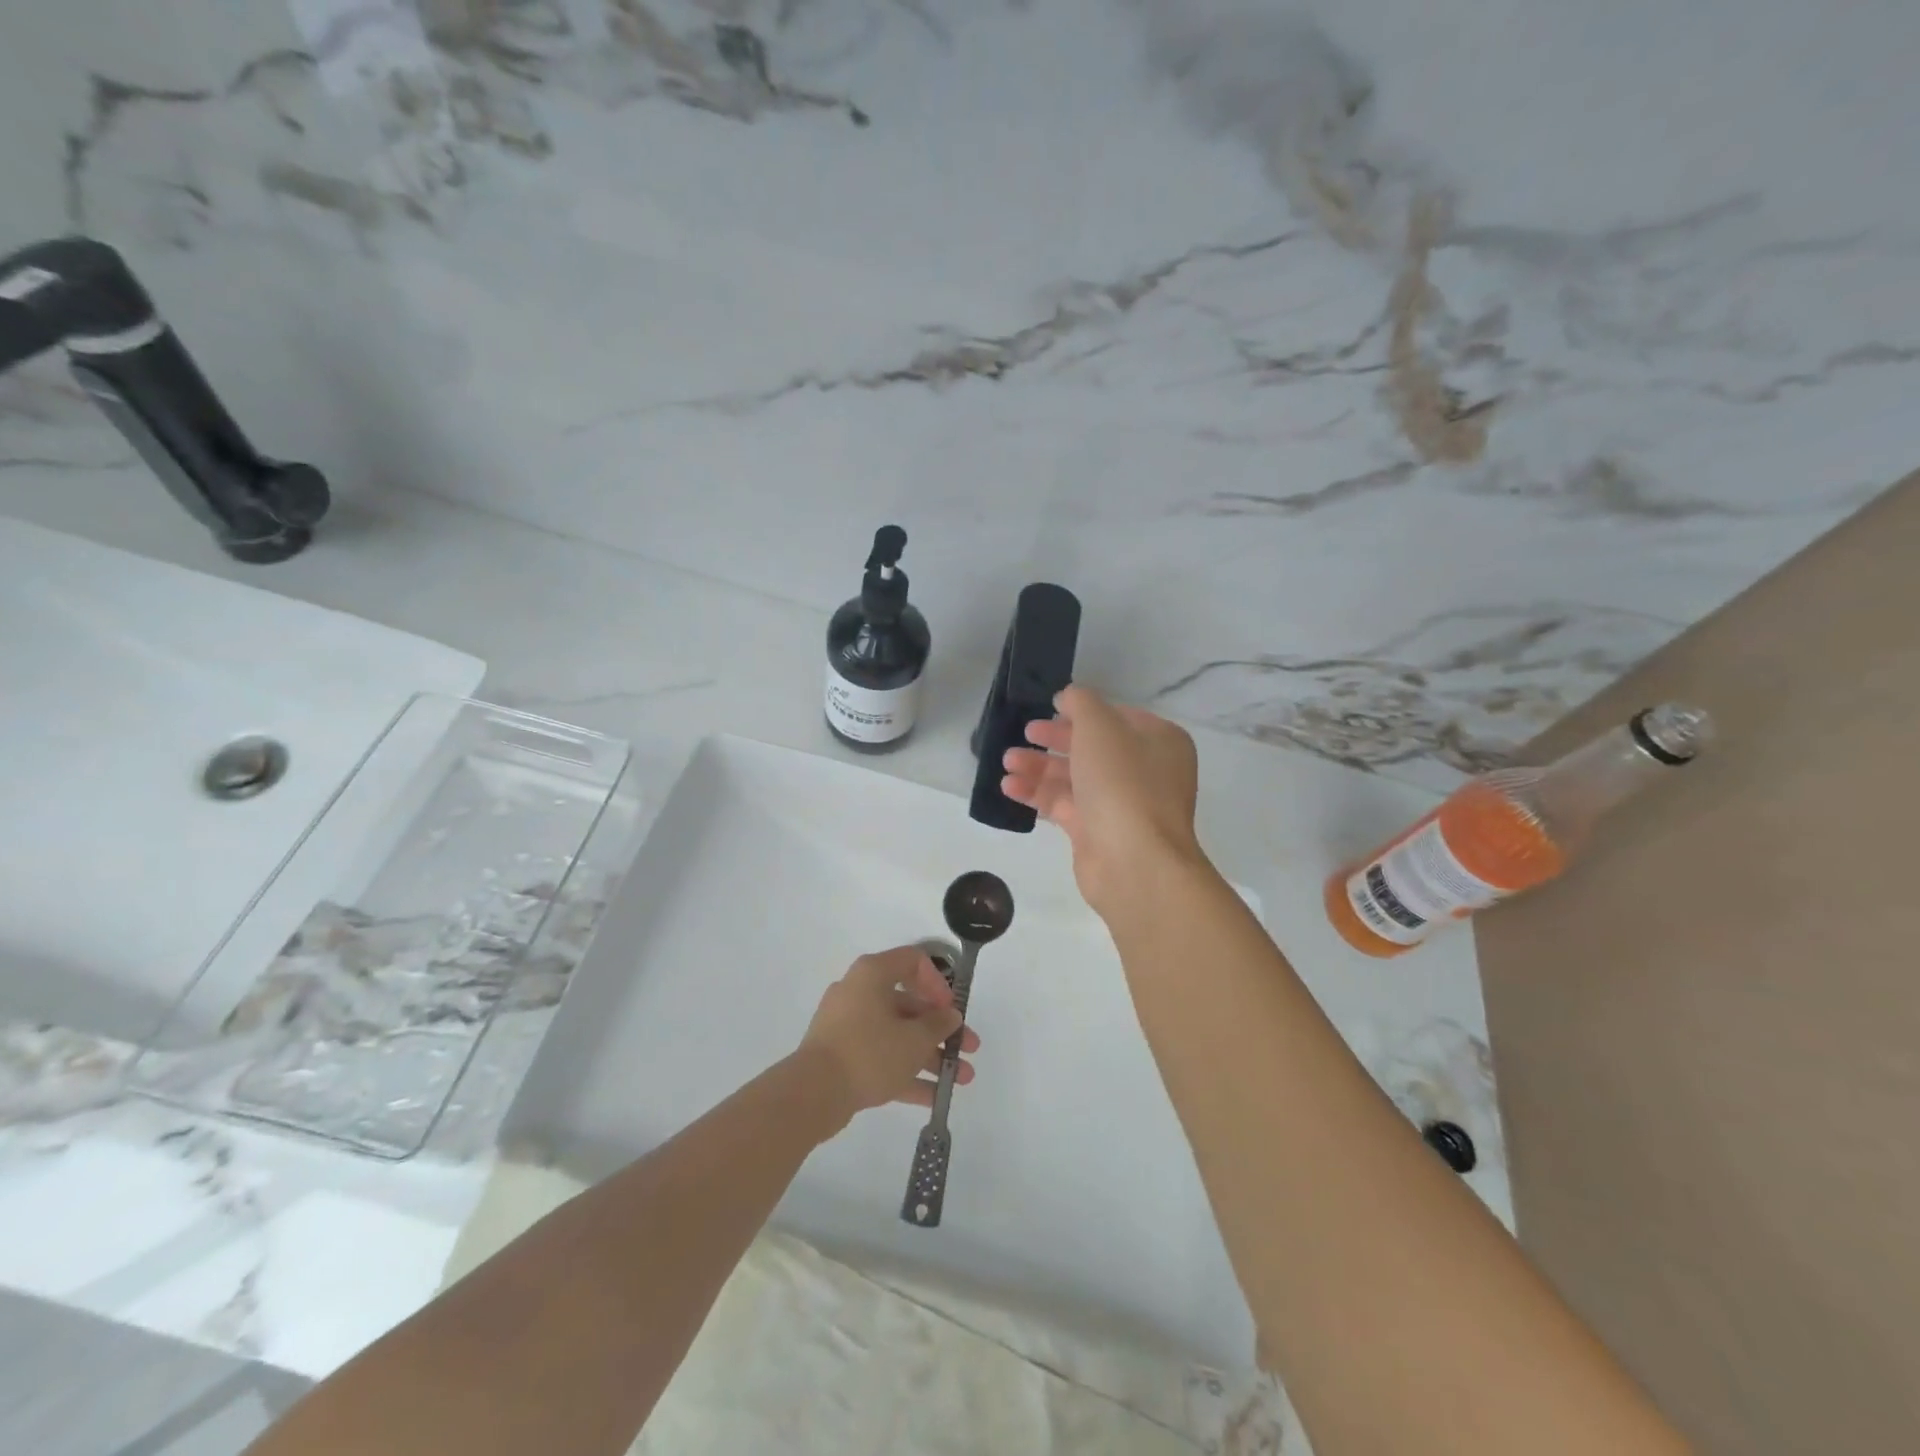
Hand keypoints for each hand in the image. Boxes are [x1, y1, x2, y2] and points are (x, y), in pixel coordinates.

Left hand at [798, 946, 980, 1126]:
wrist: (813, 1093)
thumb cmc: (869, 1052)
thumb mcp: (914, 1039)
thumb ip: (938, 1025)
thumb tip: (949, 1016)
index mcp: (873, 974)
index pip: (913, 961)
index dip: (938, 983)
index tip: (951, 1010)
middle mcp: (860, 993)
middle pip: (909, 1005)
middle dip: (943, 1029)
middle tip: (969, 1048)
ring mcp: (849, 1026)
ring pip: (898, 1035)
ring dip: (931, 1055)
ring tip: (962, 1079)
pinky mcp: (843, 1057)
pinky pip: (882, 1057)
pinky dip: (907, 1073)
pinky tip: (935, 1096)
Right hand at [1000, 684, 1208, 917]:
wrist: (1134, 860)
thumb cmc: (1122, 782)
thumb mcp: (1100, 726)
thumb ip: (1081, 703)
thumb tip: (1068, 698)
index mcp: (1159, 741)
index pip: (1117, 717)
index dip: (1082, 712)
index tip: (1049, 708)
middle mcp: (1144, 771)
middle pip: (1092, 748)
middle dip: (1054, 740)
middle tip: (1024, 734)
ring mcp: (1121, 805)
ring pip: (1074, 777)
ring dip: (1039, 767)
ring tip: (1007, 762)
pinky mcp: (1097, 833)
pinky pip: (1064, 805)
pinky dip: (1037, 794)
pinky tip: (1009, 787)